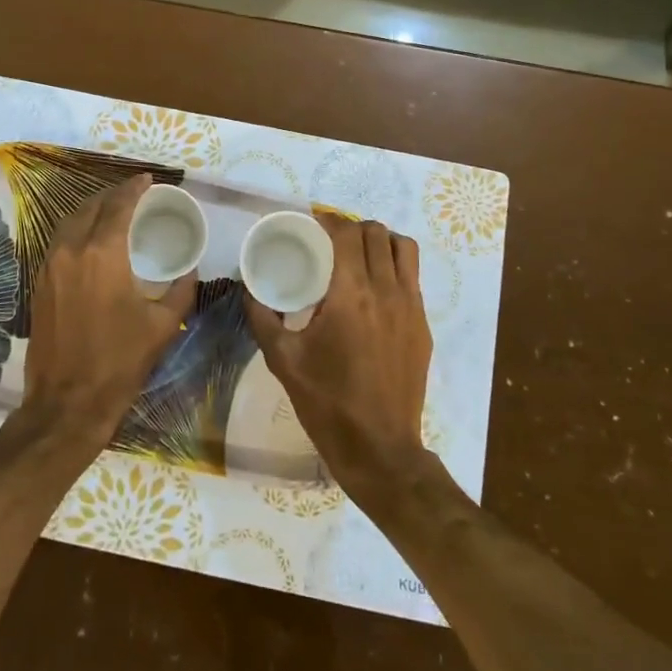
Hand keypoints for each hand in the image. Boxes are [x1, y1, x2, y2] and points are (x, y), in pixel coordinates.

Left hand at [14, 175, 196, 469]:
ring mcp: (49, 267)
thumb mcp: (162, 326)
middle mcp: (70, 251)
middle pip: (90, 207)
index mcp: (102, 254)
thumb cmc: (119, 362)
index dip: (134, 188)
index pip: (118, 206)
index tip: (148, 180)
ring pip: (69, 222)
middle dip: (112, 195)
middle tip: (133, 194)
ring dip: (91, 210)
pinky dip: (76, 230)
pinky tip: (91, 241)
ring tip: (112, 211)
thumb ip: (180, 290)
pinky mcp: (39, 285)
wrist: (67, 403)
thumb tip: (190, 271)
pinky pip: (58, 242)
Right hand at [244, 214, 434, 511]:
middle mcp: (386, 291)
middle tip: (329, 241)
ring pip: (403, 248)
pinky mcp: (422, 325)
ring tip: (358, 255)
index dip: (328, 221)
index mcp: (350, 295)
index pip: (346, 234)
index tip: (310, 224)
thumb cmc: (327, 403)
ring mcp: (410, 307)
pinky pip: (413, 276)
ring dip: (380, 241)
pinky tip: (374, 288)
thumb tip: (248, 288)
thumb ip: (262, 318)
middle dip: (351, 228)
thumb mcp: (283, 360)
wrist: (379, 449)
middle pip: (376, 233)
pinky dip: (394, 266)